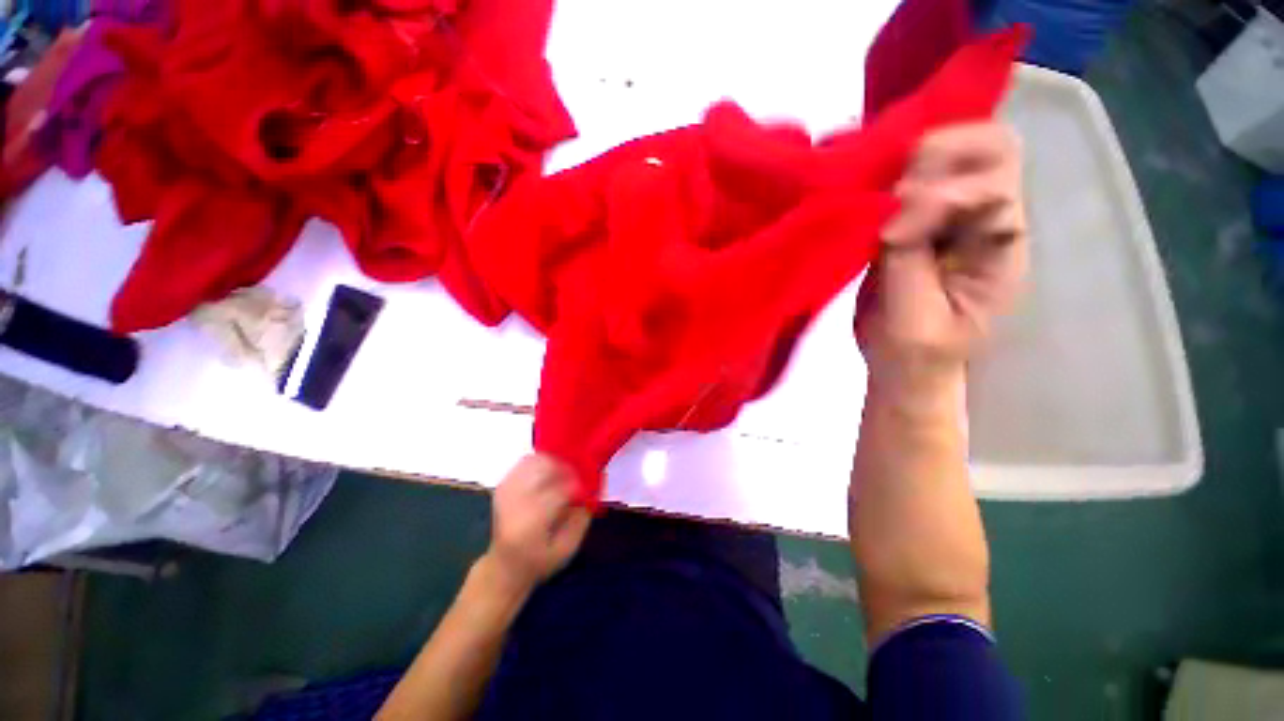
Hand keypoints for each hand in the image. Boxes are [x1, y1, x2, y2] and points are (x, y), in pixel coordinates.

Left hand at [482, 454, 590, 592]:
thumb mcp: (568, 549)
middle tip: (578, 476)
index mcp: (530, 525)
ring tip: (565, 473)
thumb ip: (583, 517)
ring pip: (534, 461)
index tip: (587, 488)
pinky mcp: (502, 485)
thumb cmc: (540, 560)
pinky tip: (550, 471)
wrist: (505, 565)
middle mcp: (514, 504)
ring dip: (554, 463)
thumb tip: (595, 487)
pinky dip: (541, 461)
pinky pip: (525, 462)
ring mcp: (505, 492)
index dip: (576, 485)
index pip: (556, 493)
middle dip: (566, 469)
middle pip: (543, 471)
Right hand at [857, 122, 1027, 391]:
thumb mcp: (912, 317)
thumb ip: (907, 258)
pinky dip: (891, 170)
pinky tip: (869, 186)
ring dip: (914, 157)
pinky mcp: (919, 217)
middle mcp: (988, 219)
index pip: (991, 191)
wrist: (904, 361)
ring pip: (957, 150)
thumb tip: (894, 202)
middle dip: (941, 154)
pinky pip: (915, 174)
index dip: (939, 202)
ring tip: (877, 184)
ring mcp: (955, 213)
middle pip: (994, 148)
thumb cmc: (915, 351)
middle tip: (892, 188)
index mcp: (1000, 250)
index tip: (890, 238)